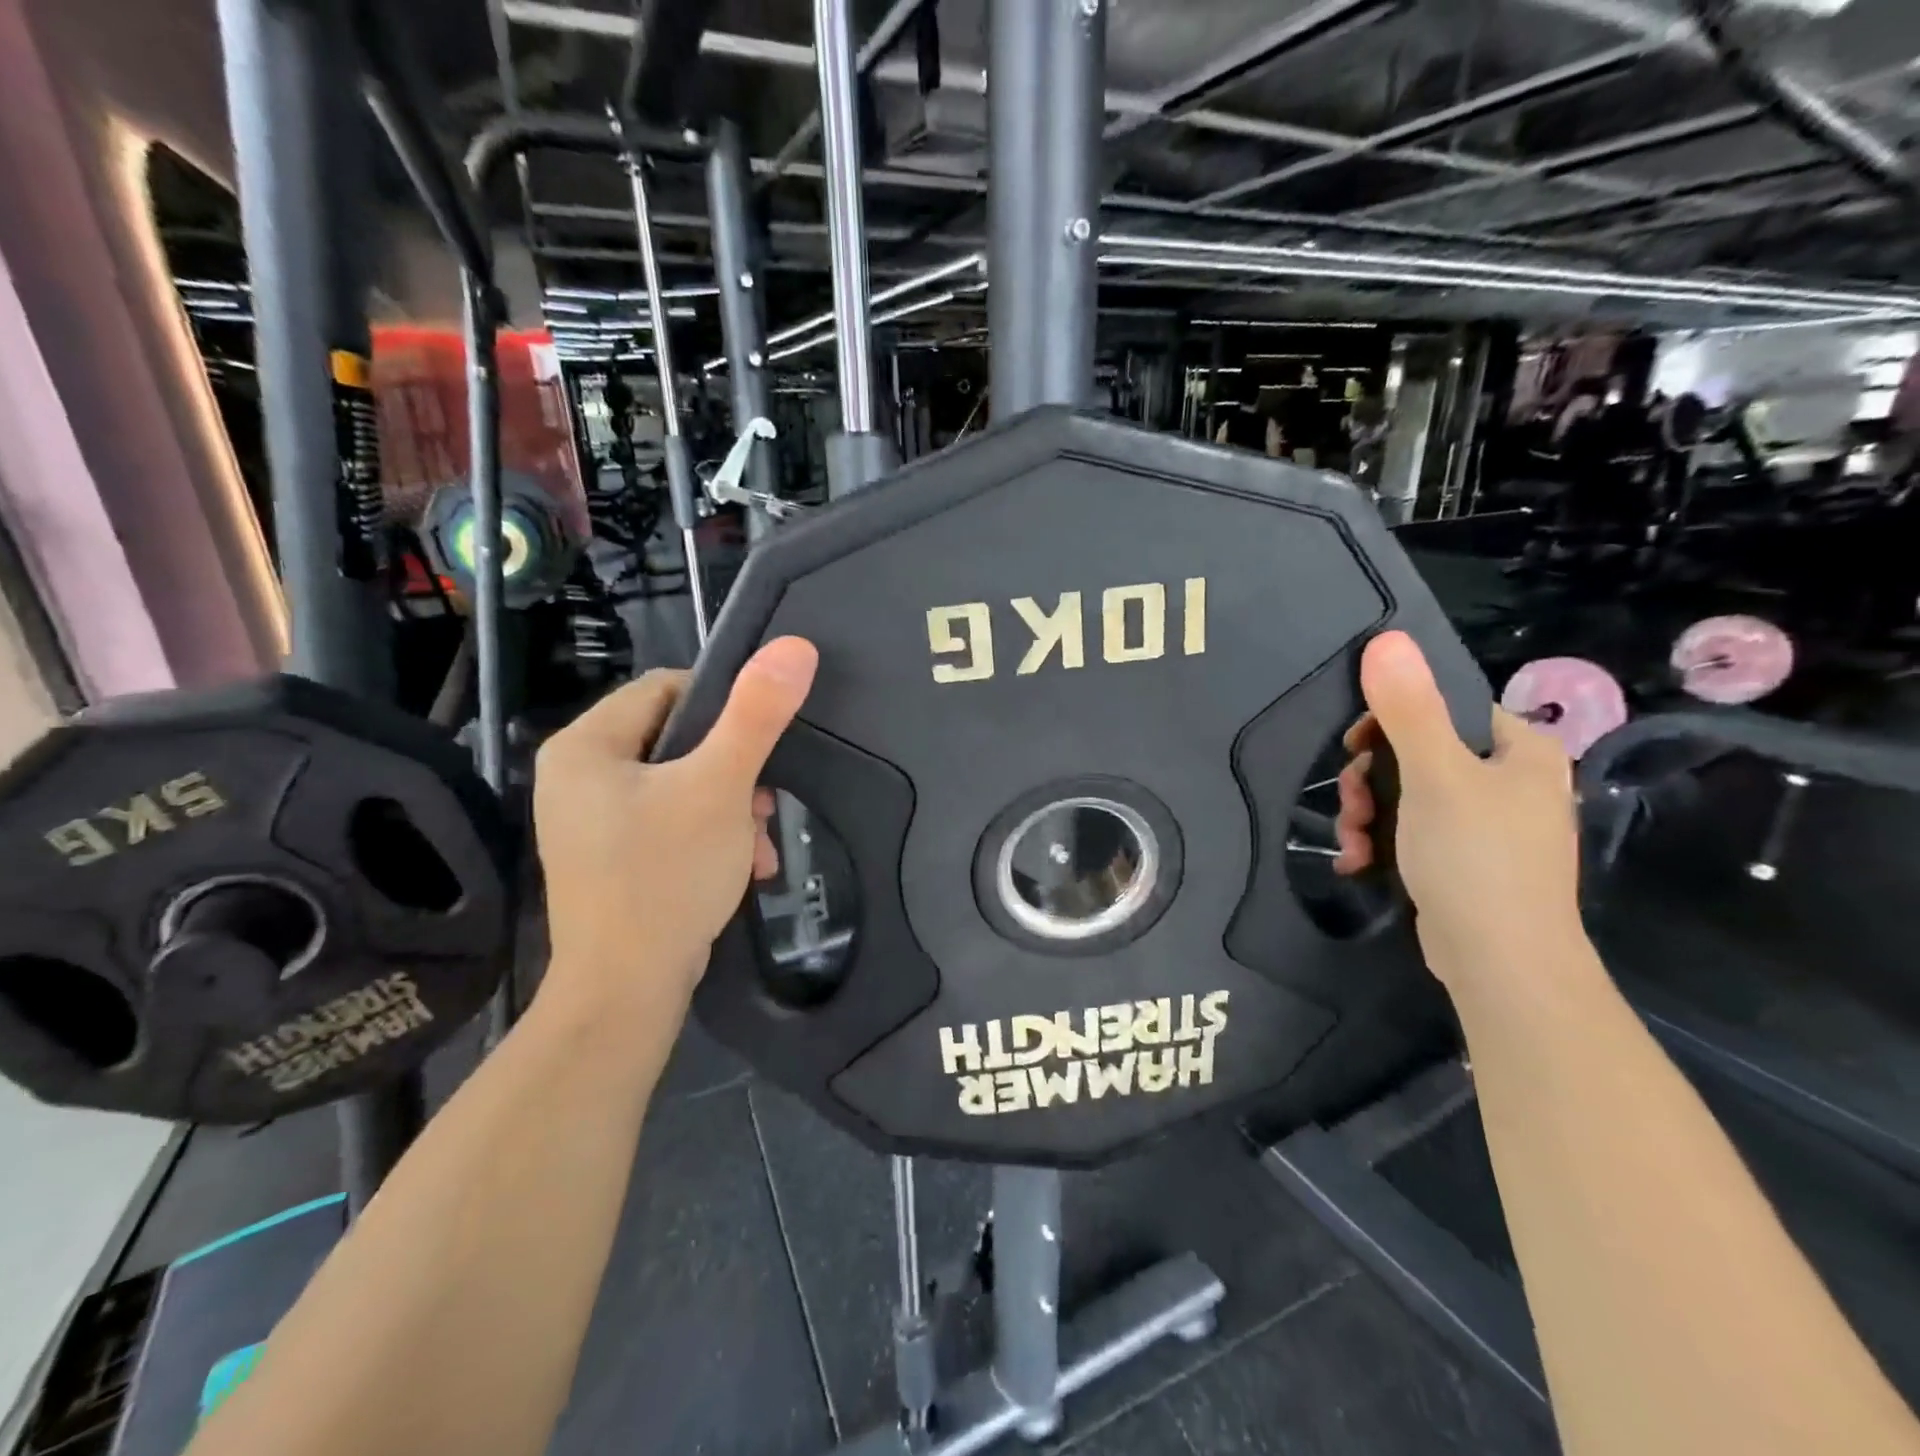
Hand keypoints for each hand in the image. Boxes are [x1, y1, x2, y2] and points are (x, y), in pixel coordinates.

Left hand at [532, 637, 818, 1011]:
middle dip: (734, 772)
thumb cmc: (666, 876)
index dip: (723, 706)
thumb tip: (795, 646)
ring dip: (732, 808)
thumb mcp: (720, 787)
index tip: (761, 741)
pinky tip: (744, 866)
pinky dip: (711, 836)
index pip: (665, 689)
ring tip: (760, 845)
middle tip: (766, 805)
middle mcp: (577, 777)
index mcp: (585, 746)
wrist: (627, 992)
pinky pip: (670, 822)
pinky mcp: (611, 858)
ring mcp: (591, 822)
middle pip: (677, 741)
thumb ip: (757, 714)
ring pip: (680, 785)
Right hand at [1332, 631, 1583, 991]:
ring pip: (1408, 797)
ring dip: (1367, 815)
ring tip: (1352, 841)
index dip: (1393, 720)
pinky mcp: (1465, 864)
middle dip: (1370, 780)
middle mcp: (1510, 783)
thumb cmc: (1475, 857)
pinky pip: (1413, 834)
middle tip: (1352, 803)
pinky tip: (1358, 862)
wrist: (1501, 963)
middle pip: (1419, 754)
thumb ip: (1408, 709)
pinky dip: (1381, 843)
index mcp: (1520, 752)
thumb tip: (1387, 640)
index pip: (1448, 709)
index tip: (1356, 745)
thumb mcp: (1434, 775)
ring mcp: (1488, 827)